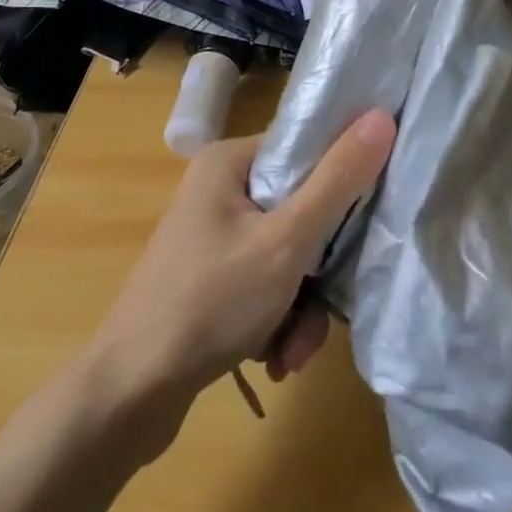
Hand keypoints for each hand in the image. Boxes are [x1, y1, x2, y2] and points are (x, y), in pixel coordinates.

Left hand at [86, 110, 395, 419]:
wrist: (130, 394)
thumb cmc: (210, 301)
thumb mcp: (286, 241)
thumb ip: (337, 181)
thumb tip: (381, 117)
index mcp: (230, 162)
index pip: (305, 150)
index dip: (342, 179)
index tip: (365, 219)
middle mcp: (220, 191)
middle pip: (301, 211)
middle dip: (318, 272)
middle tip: (323, 307)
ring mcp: (214, 237)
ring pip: (289, 257)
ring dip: (301, 307)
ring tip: (291, 351)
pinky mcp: (213, 279)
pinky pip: (266, 285)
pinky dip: (278, 320)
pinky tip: (274, 358)